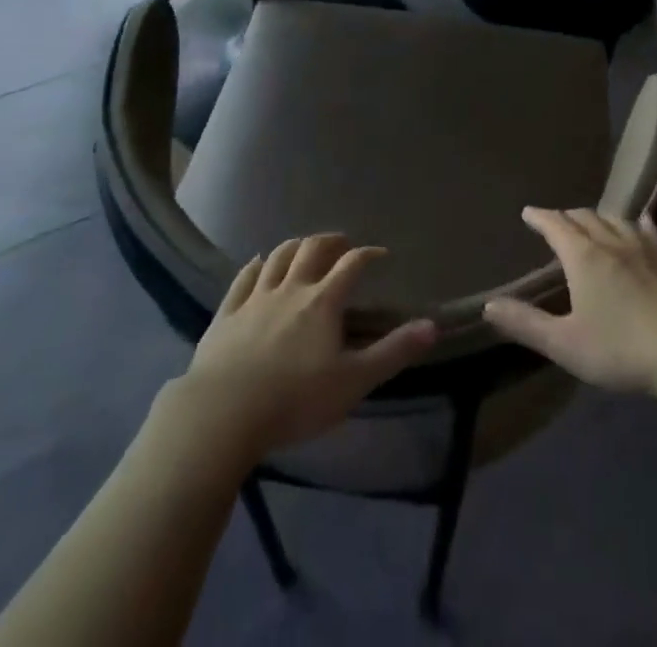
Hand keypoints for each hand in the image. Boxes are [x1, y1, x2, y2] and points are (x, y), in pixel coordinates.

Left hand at [175, 234, 436, 456]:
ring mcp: (255, 298)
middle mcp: (291, 289)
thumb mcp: (354, 382)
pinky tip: (258, 263)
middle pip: (312, 250)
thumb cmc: (295, 400)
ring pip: (278, 257)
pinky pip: (243, 279)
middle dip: (331, 241)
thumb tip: (433, 326)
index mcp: (323, 301)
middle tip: (342, 244)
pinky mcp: (226, 314)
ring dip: (295, 246)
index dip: (369, 255)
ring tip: (305, 247)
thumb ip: (393, 352)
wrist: (222, 414)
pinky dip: (255, 266)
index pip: (352, 264)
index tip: (381, 255)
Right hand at [482, 208, 656, 392]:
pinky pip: (648, 229)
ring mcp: (643, 247)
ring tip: (592, 221)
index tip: (528, 212)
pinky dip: (636, 222)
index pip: (555, 226)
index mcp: (582, 257)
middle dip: (567, 216)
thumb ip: (525, 323)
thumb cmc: (619, 348)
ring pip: (615, 219)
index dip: (540, 217)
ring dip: (598, 216)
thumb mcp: (564, 343)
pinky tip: (640, 223)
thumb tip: (488, 305)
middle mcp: (610, 242)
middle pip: (584, 217)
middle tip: (556, 221)